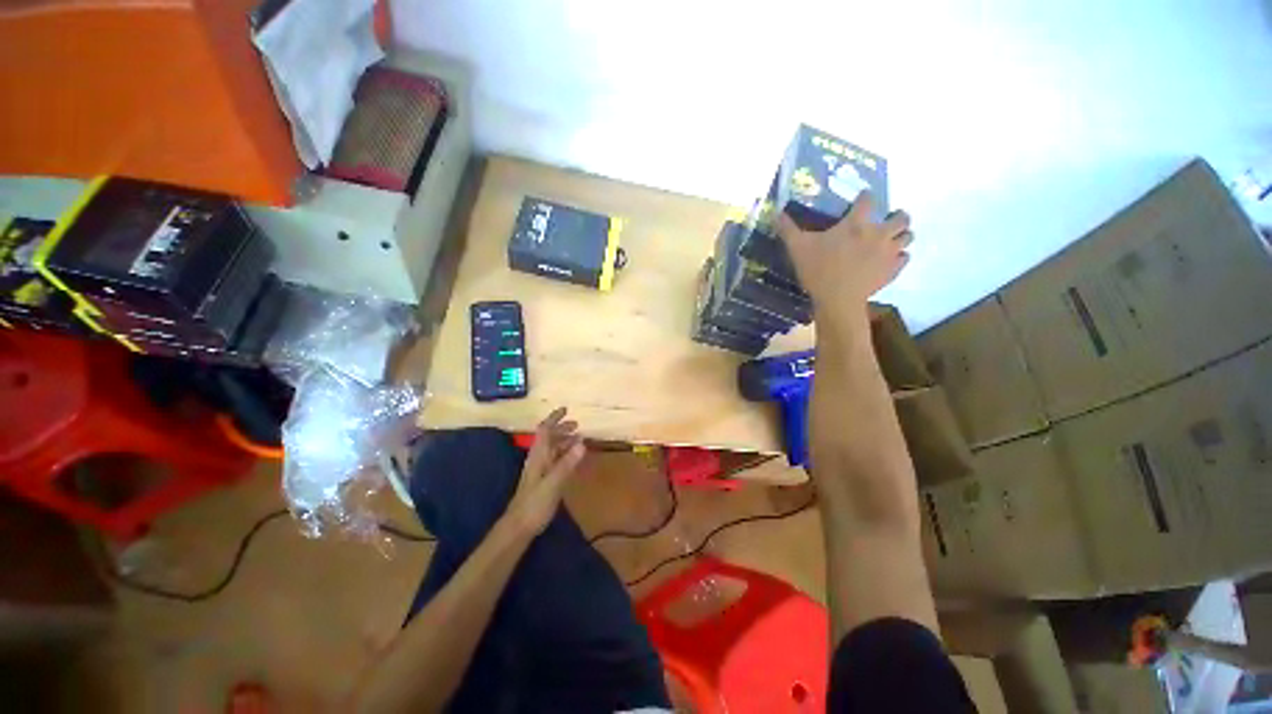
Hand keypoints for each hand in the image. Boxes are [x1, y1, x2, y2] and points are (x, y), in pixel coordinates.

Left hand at [505, 407, 585, 535]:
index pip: (545, 430)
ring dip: (564, 441)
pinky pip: (555, 461)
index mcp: (538, 456)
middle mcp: (538, 459)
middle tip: (577, 425)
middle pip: (549, 438)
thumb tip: (582, 442)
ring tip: (579, 438)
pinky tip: (573, 459)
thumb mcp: (553, 483)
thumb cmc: (534, 504)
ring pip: (552, 449)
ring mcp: (540, 471)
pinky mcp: (543, 481)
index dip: (554, 418)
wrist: (518, 527)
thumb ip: (567, 463)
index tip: (566, 410)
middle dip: (561, 428)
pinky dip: (565, 455)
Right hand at [778, 192, 912, 324]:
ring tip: (889, 241)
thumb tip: (776, 213)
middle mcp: (879, 233)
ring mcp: (889, 252)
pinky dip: (899, 257)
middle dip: (896, 216)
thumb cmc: (817, 271)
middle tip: (884, 223)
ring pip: (908, 236)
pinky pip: (904, 258)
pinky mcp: (893, 270)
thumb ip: (788, 229)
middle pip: (901, 216)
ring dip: (901, 235)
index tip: (860, 200)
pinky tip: (888, 261)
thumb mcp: (797, 248)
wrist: (837, 300)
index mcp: (856, 223)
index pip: (868, 199)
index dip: (864, 197)